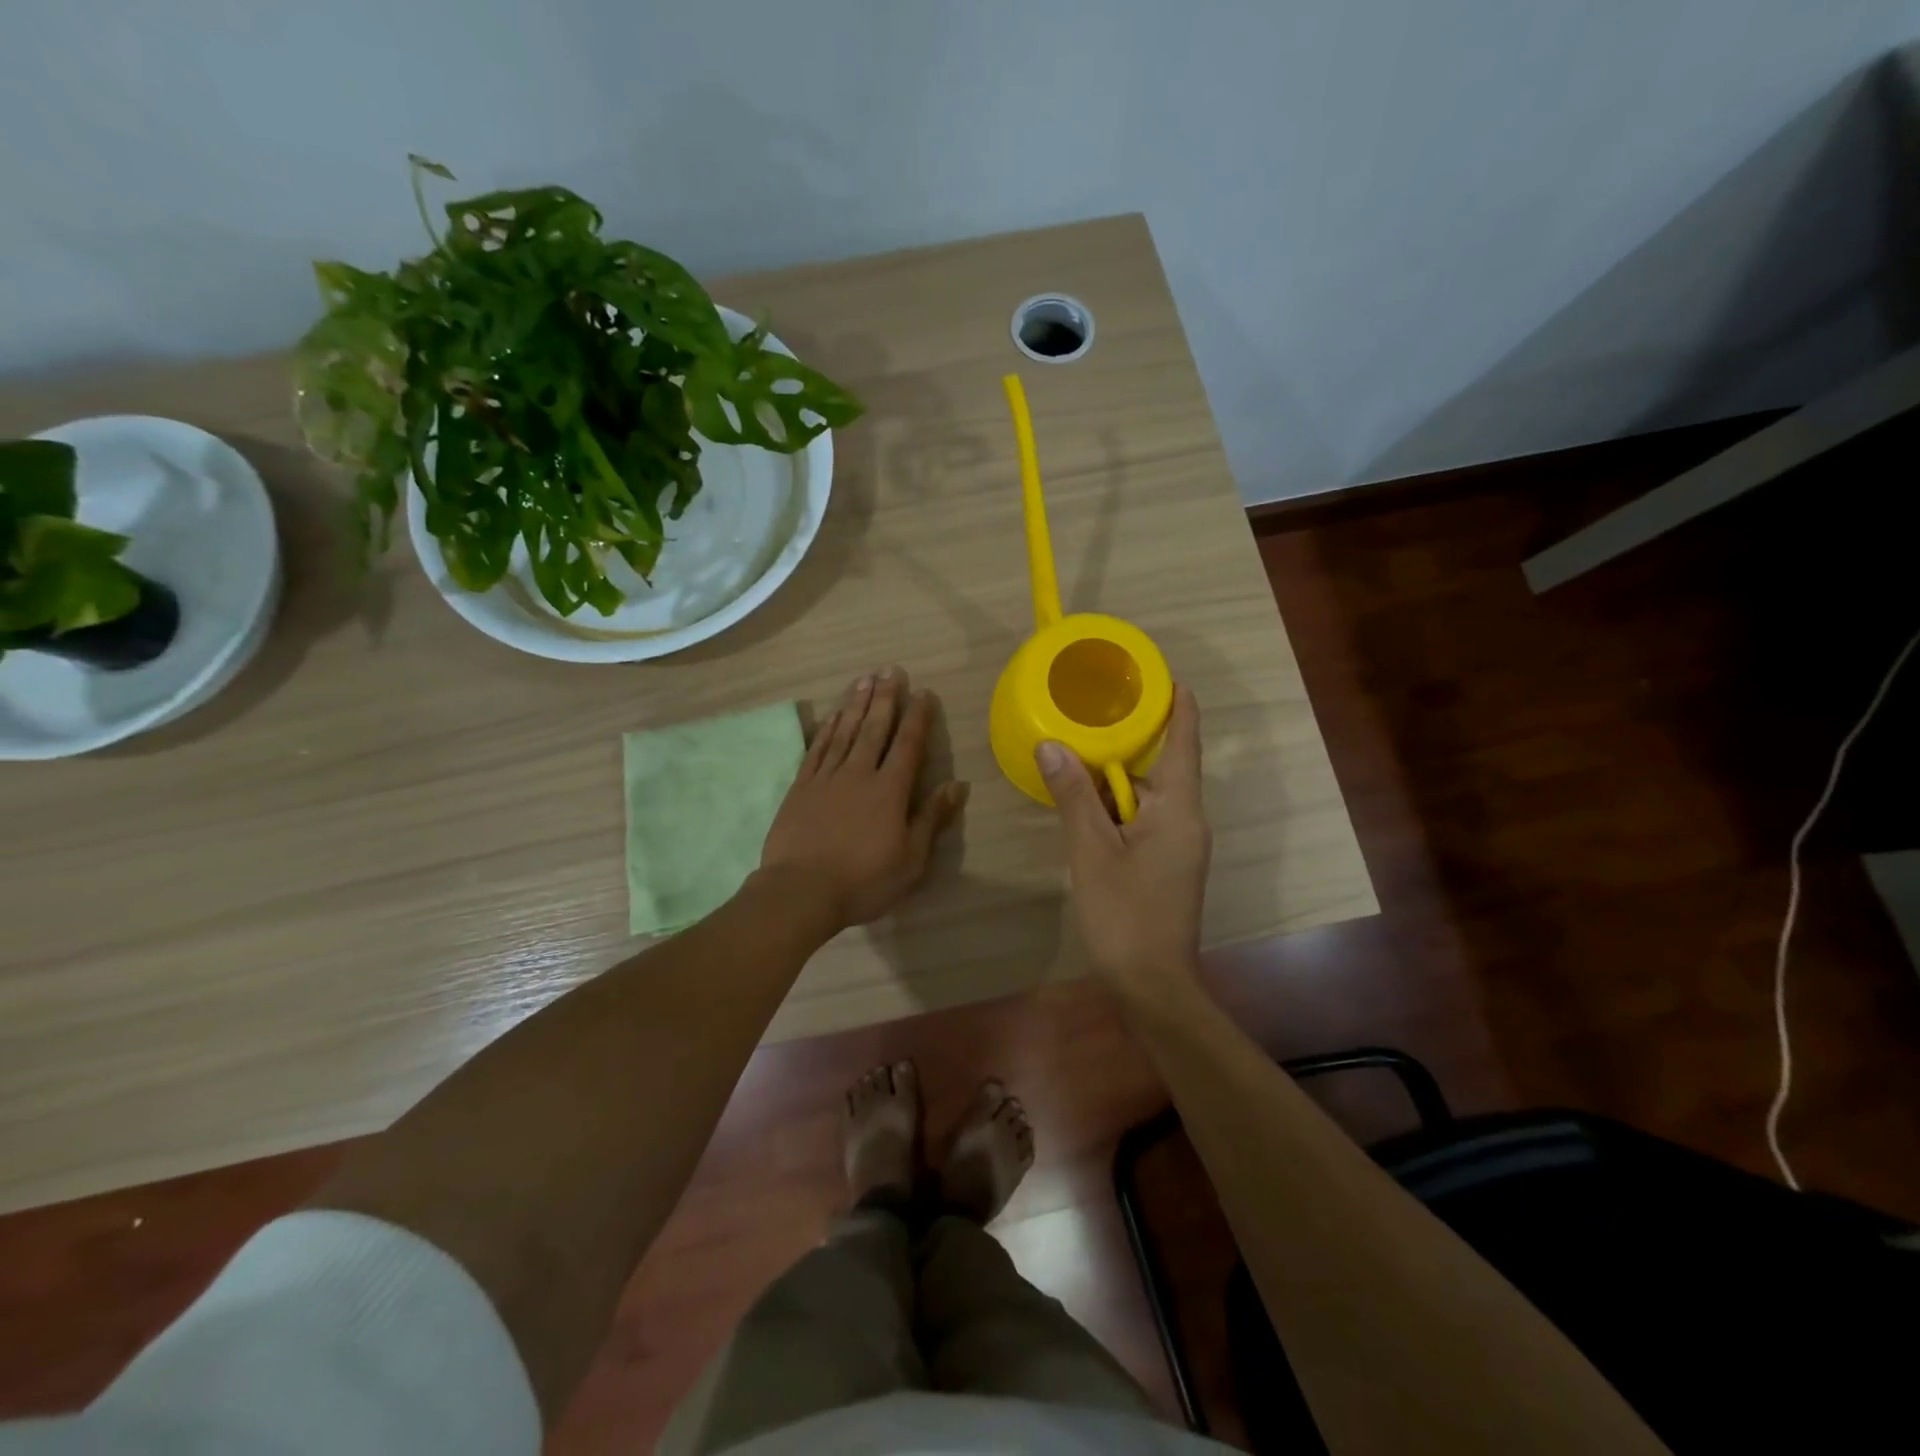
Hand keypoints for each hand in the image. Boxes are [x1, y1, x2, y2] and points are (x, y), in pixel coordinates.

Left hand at [761, 666, 968, 931]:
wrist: (801, 891)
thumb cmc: (863, 880)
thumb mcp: (911, 860)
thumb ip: (932, 819)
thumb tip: (957, 785)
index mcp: (890, 791)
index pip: (907, 745)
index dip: (917, 717)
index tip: (923, 692)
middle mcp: (859, 774)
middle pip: (874, 728)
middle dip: (885, 697)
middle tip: (890, 669)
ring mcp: (826, 778)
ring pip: (844, 732)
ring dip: (856, 704)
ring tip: (864, 679)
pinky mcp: (801, 787)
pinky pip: (817, 749)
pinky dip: (826, 729)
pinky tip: (832, 715)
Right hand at [1036, 685, 1210, 999]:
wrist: (1151, 985)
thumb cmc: (1125, 914)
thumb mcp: (1092, 850)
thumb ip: (1074, 796)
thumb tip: (1052, 746)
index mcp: (1179, 810)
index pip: (1184, 744)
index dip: (1180, 708)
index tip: (1169, 677)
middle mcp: (1187, 821)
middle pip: (1161, 769)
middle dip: (1129, 744)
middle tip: (1093, 715)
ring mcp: (1179, 846)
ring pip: (1147, 798)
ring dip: (1115, 780)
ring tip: (1076, 756)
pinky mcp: (1166, 866)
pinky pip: (1143, 821)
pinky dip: (1117, 808)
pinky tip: (1084, 807)